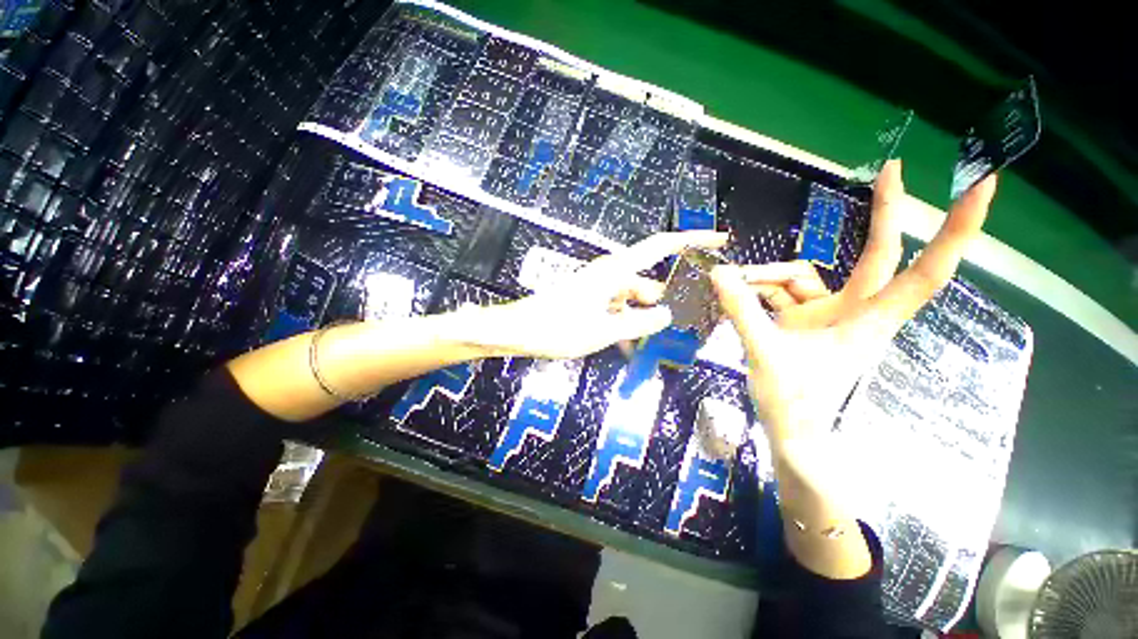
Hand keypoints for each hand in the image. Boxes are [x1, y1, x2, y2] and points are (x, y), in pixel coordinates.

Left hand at [475, 230, 728, 358]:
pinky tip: (628, 347)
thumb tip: (666, 314)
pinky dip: (624, 326)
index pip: (661, 246)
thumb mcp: (605, 330)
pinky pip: (616, 311)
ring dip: (642, 322)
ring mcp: (599, 289)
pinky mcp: (590, 301)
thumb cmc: (559, 328)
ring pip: (632, 303)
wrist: (519, 331)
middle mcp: (610, 275)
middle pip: (648, 285)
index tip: (718, 240)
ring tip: (655, 345)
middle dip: (665, 305)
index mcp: (616, 271)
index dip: (691, 239)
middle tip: (686, 326)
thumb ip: (640, 322)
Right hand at [711, 160, 996, 449]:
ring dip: (766, 277)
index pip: (921, 273)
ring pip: (802, 275)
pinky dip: (757, 290)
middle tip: (890, 169)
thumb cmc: (793, 403)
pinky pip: (779, 291)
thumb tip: (719, 274)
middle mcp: (853, 310)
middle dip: (884, 213)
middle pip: (876, 255)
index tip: (979, 187)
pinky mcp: (802, 318)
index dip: (954, 233)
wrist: (790, 431)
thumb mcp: (765, 354)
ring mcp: (825, 313)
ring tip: (732, 288)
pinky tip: (735, 293)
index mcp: (866, 321)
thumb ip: (743, 312)